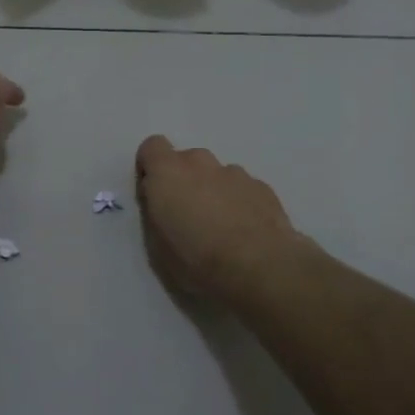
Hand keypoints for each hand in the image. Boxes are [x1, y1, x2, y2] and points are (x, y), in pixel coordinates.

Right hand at [135, 136, 302, 300]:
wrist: (260, 268)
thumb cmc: (198, 260)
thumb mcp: (157, 246)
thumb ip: (155, 214)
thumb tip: (161, 203)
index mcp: (169, 173)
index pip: (152, 146)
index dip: (151, 168)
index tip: (154, 194)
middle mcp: (201, 163)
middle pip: (186, 161)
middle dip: (184, 182)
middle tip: (188, 217)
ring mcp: (235, 173)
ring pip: (216, 175)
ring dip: (213, 192)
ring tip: (221, 229)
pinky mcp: (262, 187)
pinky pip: (242, 188)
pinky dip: (239, 203)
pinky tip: (245, 233)